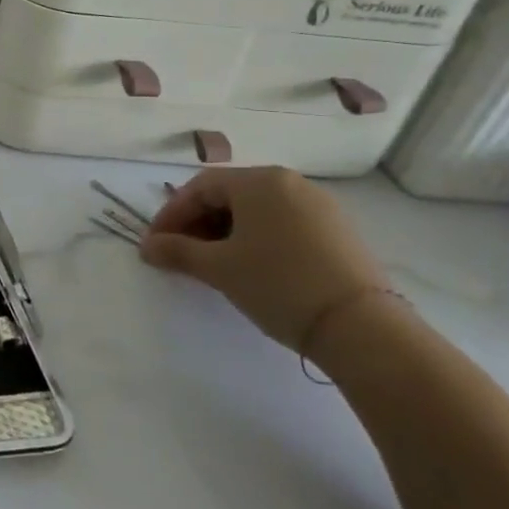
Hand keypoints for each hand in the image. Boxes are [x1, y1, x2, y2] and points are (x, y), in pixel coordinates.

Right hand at [140, 166, 388, 349]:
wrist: (362, 327)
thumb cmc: (278, 283)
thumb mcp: (218, 268)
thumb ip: (176, 251)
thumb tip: (146, 247)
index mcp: (259, 181)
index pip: (199, 187)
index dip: (171, 214)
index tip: (154, 244)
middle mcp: (290, 183)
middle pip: (228, 195)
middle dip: (197, 223)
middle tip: (178, 254)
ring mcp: (319, 206)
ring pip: (256, 211)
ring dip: (224, 232)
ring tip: (211, 263)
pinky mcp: (338, 232)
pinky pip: (282, 224)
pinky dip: (256, 239)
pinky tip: (249, 266)